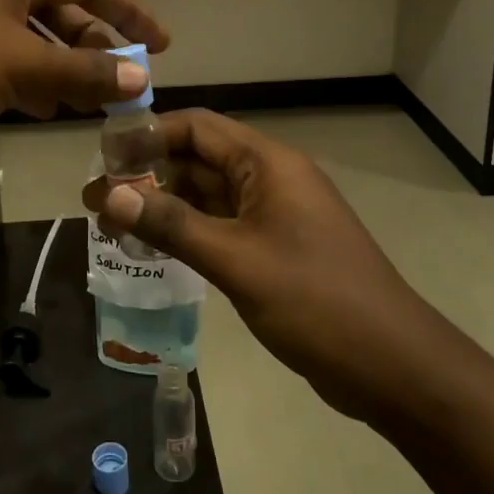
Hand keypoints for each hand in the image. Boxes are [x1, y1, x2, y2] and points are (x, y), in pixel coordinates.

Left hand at [0, 0, 168, 172]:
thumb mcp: (22, 64)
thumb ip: (83, 70)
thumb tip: (142, 77)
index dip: (129, 11)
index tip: (162, 44)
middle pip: (61, 10)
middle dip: (96, 46)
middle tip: (127, 83)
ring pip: (32, 42)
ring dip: (65, 70)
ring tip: (93, 103)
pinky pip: (3, 66)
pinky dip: (30, 85)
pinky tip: (43, 111)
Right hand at [82, 109, 435, 423]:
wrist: (394, 366)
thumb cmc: (317, 302)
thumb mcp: (237, 261)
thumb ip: (172, 225)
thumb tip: (110, 195)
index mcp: (269, 163)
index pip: (197, 127)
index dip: (148, 135)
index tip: (103, 157)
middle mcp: (271, 178)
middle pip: (199, 158)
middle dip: (149, 174)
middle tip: (98, 199)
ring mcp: (275, 214)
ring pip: (208, 194)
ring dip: (165, 204)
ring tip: (114, 224)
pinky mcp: (275, 247)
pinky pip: (222, 224)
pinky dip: (188, 230)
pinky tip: (154, 248)